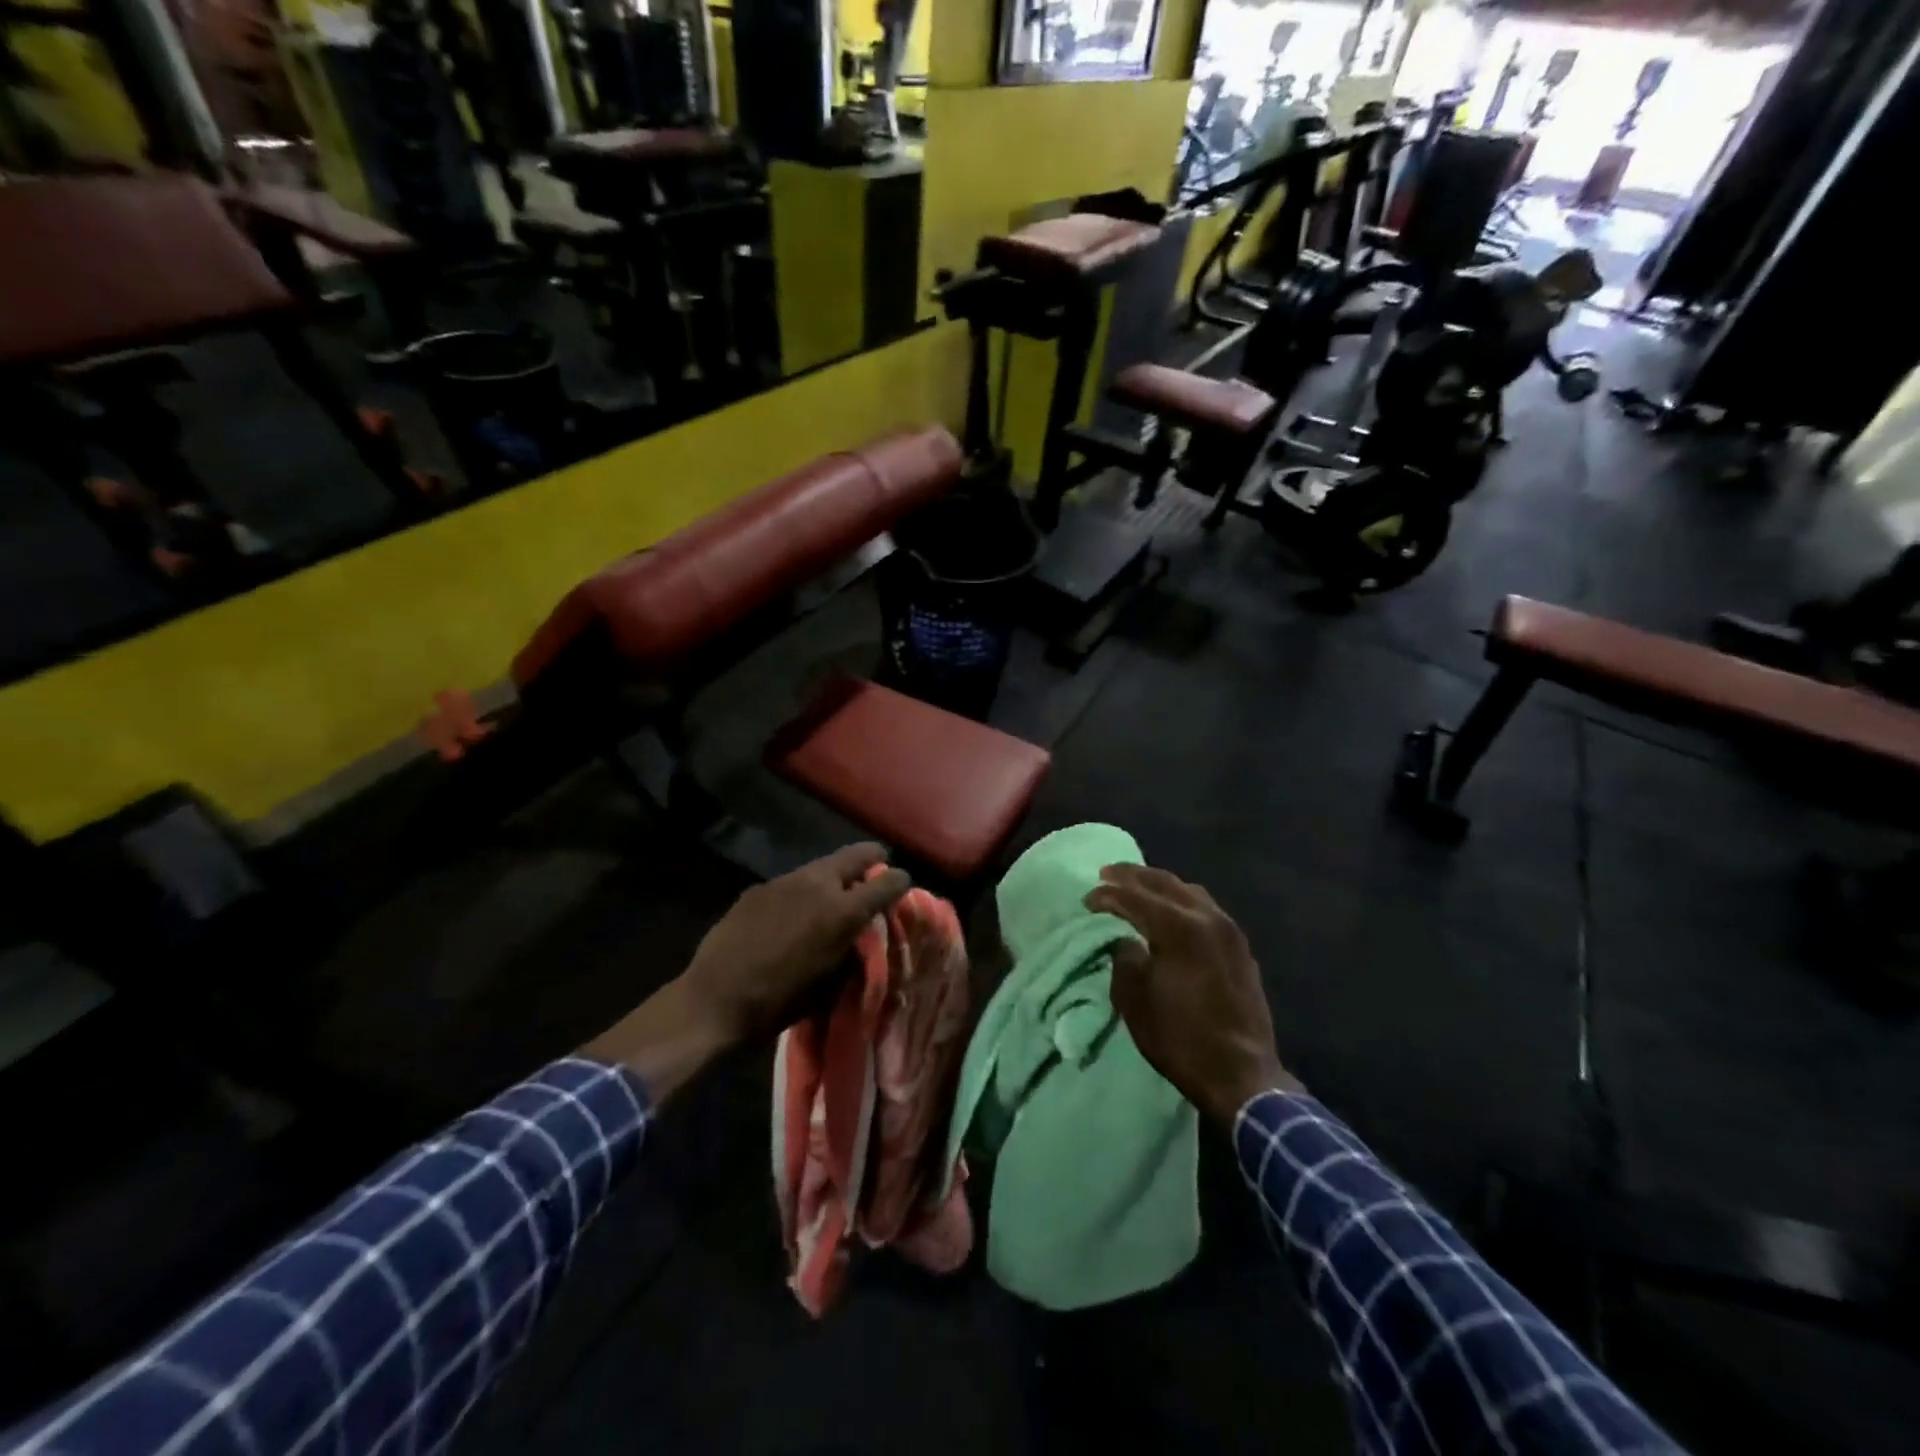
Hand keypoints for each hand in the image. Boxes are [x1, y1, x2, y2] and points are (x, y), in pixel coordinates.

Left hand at [680, 842, 911, 1043]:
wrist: (714, 999)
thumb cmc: (780, 1002)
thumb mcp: (830, 984)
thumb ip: (851, 950)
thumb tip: (860, 935)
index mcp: (843, 911)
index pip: (887, 882)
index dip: (900, 882)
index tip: (902, 884)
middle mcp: (819, 884)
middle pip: (856, 855)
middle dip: (872, 858)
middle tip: (877, 866)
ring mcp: (786, 880)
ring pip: (822, 865)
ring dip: (835, 875)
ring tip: (835, 892)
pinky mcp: (760, 887)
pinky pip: (793, 881)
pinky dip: (804, 889)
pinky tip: (793, 911)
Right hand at [1085, 864, 1296, 1125]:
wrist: (1242, 1075)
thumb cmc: (1181, 1039)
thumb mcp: (1136, 1002)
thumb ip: (1125, 961)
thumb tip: (1127, 942)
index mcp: (1179, 929)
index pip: (1135, 898)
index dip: (1107, 896)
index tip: (1087, 900)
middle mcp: (1207, 918)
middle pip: (1164, 883)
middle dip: (1132, 876)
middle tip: (1107, 874)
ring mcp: (1229, 930)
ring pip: (1189, 891)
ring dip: (1159, 885)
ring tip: (1136, 886)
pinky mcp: (1239, 946)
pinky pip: (1206, 908)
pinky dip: (1181, 901)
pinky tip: (1171, 910)